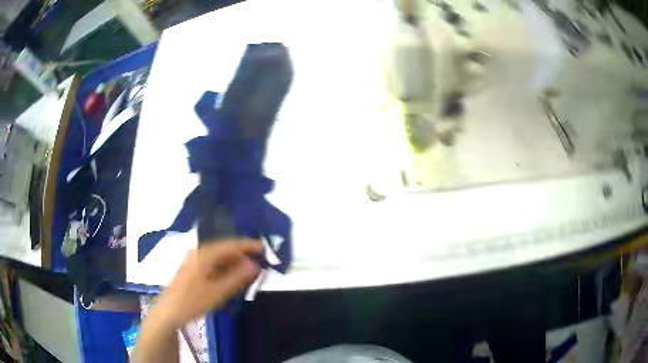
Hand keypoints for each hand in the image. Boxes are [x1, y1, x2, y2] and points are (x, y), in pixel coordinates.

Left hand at [153, 239, 261, 328]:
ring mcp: (194, 260)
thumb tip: (255, 265)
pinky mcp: (193, 269)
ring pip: (219, 257)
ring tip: (250, 272)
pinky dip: (226, 269)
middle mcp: (198, 253)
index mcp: (203, 255)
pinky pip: (213, 264)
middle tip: (260, 264)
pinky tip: (233, 277)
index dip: (248, 245)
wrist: (168, 312)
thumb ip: (237, 277)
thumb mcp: (217, 292)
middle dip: (243, 255)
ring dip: (235, 263)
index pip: (230, 244)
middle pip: (225, 249)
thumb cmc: (192, 302)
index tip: (265, 248)